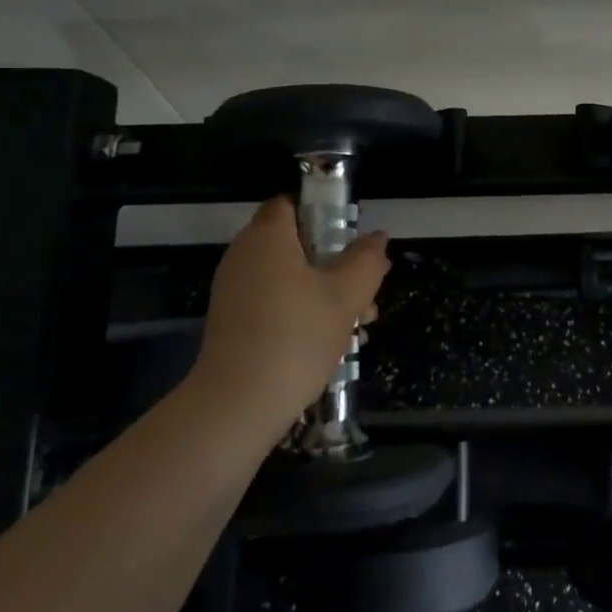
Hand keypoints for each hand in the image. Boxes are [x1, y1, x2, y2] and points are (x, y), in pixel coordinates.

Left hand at [185, 197, 391, 445]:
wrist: (236, 407)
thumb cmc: (296, 337)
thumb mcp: (346, 295)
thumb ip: (366, 261)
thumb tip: (377, 238)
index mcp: (266, 238)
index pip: (291, 204)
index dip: (324, 213)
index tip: (352, 239)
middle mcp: (244, 257)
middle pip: (297, 244)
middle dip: (337, 264)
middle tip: (367, 290)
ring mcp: (235, 293)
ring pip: (291, 278)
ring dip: (327, 293)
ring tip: (360, 324)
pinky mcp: (234, 325)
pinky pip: (276, 303)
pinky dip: (303, 313)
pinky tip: (333, 344)